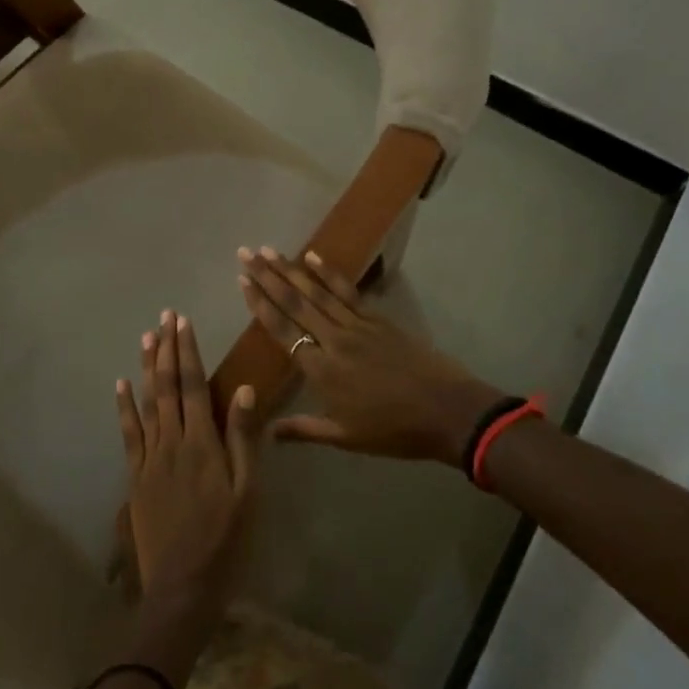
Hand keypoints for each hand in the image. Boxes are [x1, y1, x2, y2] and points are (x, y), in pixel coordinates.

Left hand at [115, 310, 260, 614]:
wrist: (182, 589)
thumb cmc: (225, 542)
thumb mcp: (247, 494)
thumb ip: (243, 440)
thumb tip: (244, 390)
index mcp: (202, 444)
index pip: (194, 386)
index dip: (188, 351)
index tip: (183, 321)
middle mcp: (172, 442)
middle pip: (169, 387)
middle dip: (168, 349)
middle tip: (165, 316)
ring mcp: (150, 458)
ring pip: (148, 403)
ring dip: (148, 368)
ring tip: (147, 337)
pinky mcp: (136, 477)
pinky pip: (129, 434)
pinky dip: (125, 407)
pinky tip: (122, 384)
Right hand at [237, 247, 502, 463]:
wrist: (446, 412)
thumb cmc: (393, 430)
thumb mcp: (345, 437)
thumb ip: (304, 430)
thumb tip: (268, 432)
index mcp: (322, 370)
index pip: (282, 331)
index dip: (260, 305)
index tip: (242, 281)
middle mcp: (333, 340)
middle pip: (294, 303)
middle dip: (267, 277)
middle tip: (246, 253)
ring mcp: (357, 325)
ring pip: (317, 292)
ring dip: (291, 269)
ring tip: (269, 250)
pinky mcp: (377, 319)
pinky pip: (347, 291)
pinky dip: (329, 273)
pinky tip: (313, 257)